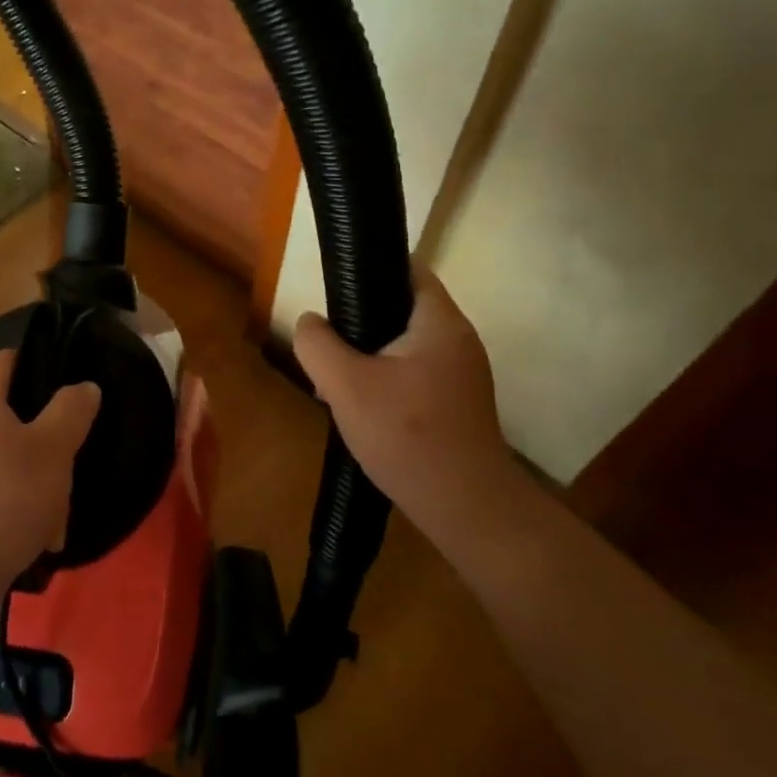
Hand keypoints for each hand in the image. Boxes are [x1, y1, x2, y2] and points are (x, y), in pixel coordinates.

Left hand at [0, 351, 100, 639]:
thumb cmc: (5, 497)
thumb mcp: (52, 450)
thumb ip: (72, 411)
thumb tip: (84, 386)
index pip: (9, 358)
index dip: (43, 360)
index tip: (76, 378)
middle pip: (15, 412)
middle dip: (50, 436)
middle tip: (76, 452)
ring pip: (13, 456)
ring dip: (42, 479)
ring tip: (62, 511)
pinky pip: (0, 488)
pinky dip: (23, 504)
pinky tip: (43, 534)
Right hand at [293, 274, 508, 530]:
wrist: (466, 508)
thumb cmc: (407, 435)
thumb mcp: (345, 385)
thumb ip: (317, 344)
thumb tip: (310, 323)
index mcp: (440, 322)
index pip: (408, 269)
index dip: (370, 269)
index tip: (334, 290)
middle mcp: (458, 339)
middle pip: (402, 309)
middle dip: (360, 322)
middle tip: (327, 345)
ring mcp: (461, 374)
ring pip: (404, 346)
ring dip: (369, 356)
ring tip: (336, 380)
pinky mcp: (457, 403)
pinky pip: (414, 374)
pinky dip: (386, 380)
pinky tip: (363, 408)